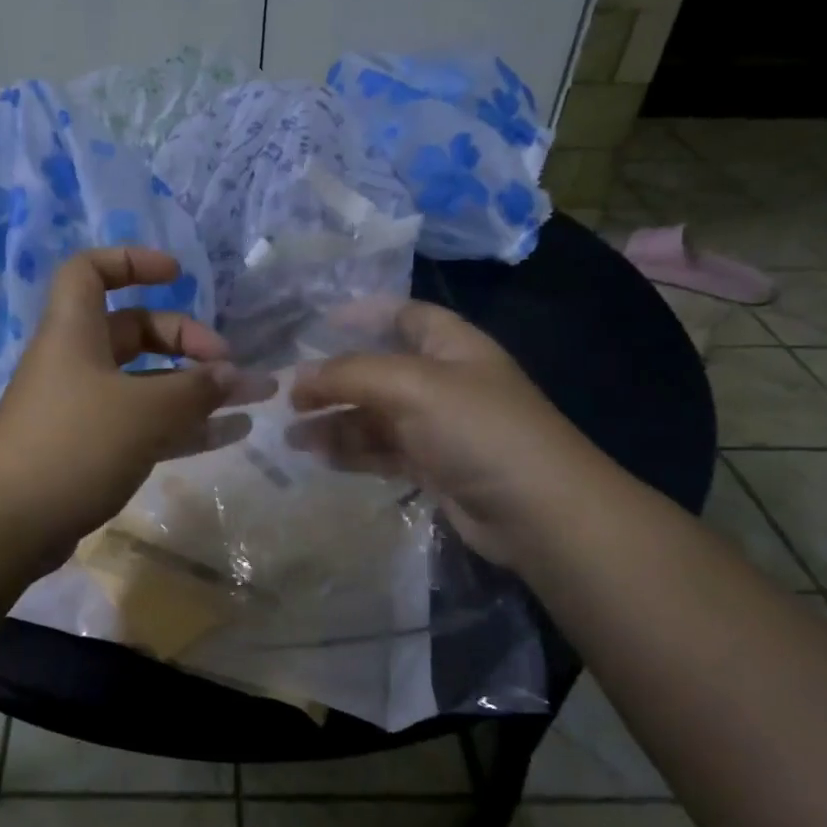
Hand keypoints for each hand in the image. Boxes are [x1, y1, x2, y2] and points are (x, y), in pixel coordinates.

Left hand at [0, 247, 237, 555]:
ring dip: (195, 387)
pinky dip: (183, 425)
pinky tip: (230, 434)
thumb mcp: (143, 411)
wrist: (6, 525)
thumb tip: (235, 374)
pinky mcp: (91, 449)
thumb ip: (195, 389)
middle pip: (134, 330)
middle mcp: (78, 362)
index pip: (91, 270)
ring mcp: (83, 408)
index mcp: (75, 331)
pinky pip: (144, 424)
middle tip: (227, 364)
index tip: (177, 275)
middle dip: (185, 339)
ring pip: (146, 383)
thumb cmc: (73, 445)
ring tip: (250, 399)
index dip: (132, 261)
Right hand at [287, 301, 598, 566]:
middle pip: (377, 370)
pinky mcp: (431, 466)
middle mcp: (442, 380)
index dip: (362, 314)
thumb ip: (350, 374)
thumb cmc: (477, 430)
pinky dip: (351, 452)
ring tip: (291, 436)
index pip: (402, 315)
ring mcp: (437, 426)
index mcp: (450, 345)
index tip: (315, 324)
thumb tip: (298, 378)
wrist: (538, 512)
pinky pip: (380, 451)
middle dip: (333, 380)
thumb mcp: (411, 386)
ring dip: (334, 422)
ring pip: (373, 415)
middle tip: (288, 395)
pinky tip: (320, 458)